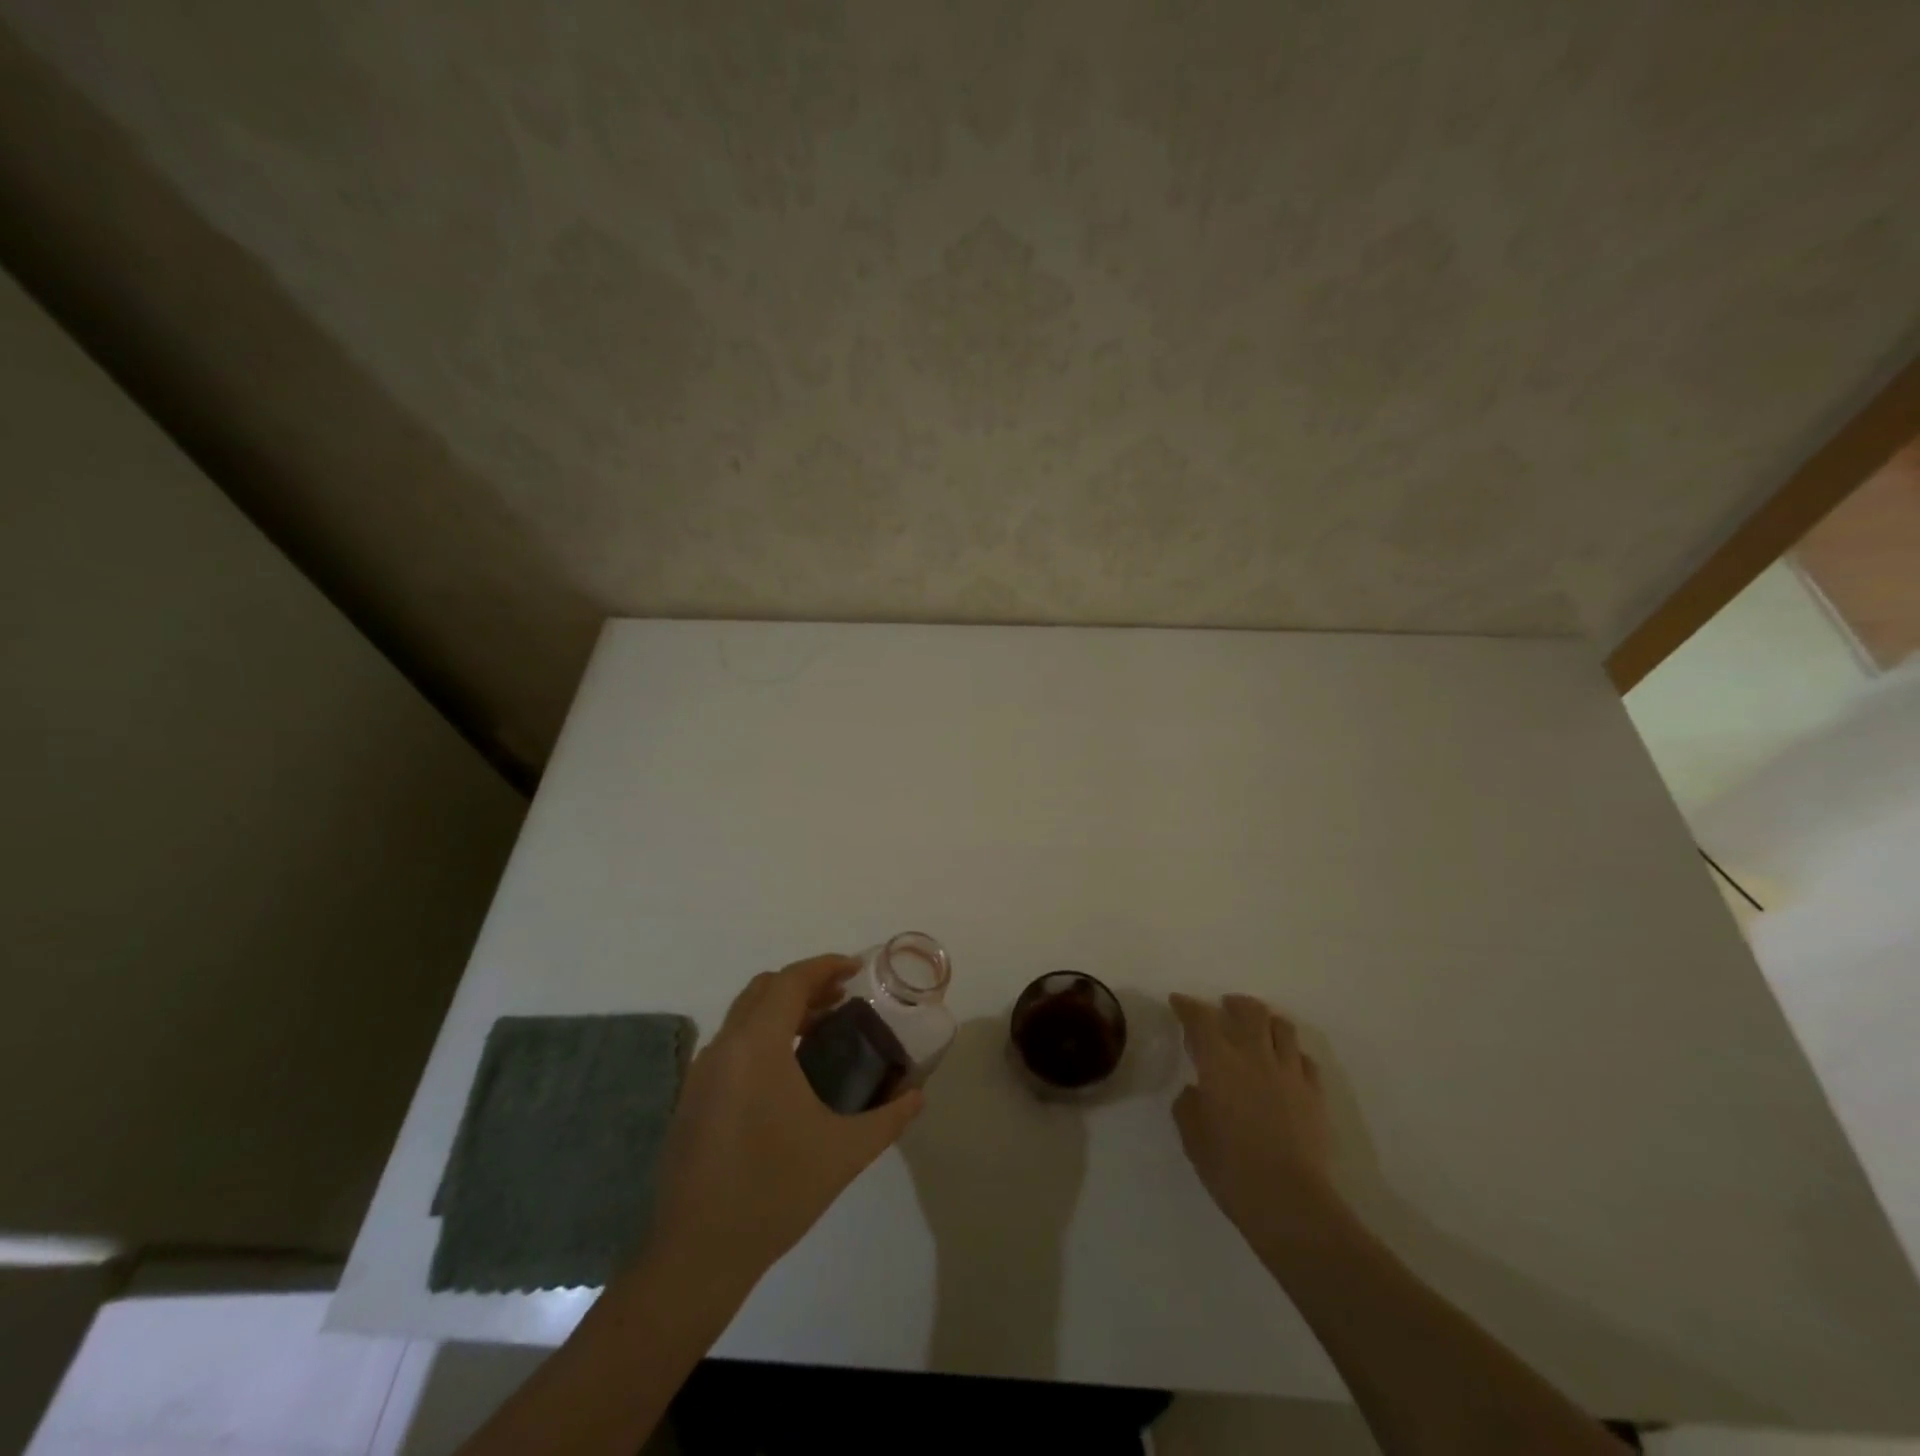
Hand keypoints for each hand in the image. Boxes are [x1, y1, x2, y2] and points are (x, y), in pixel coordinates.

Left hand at [651, 955, 924, 1291]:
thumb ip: (889, 1118)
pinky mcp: (692, 1098)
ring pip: (744, 1015)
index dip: (825, 966)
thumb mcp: (844, 1153)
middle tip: (843, 998)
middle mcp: (724, 1047)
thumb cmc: (776, 1192)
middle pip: (764, 989)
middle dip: (805, 984)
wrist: (698, 1256)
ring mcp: (701, 1073)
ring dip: (781, 1009)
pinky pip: (731, 1044)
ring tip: (821, 1029)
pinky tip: (786, 1072)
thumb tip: (917, 1095)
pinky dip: (761, 1035)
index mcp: (757, 1046)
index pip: (791, 981)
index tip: (857, 970)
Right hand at [1170, 993, 1342, 1246]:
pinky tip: (1285, 1064)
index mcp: (1219, 1062)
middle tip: (1225, 1008)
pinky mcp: (1315, 1094)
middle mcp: (1255, 1056)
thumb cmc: (1231, 1168)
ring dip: (1267, 1021)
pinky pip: (1305, 1059)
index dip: (1188, 1006)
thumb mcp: (1192, 1136)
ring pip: (1282, 1028)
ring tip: (1259, 1029)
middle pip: (1249, 1011)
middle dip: (1234, 1004)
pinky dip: (1291, 1053)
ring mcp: (1289, 1073)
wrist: (1290, 1201)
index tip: (1178, 1002)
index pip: (1201, 1019)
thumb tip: (1196, 1091)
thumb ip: (1189, 1104)